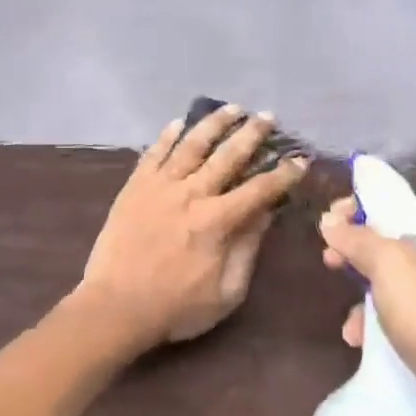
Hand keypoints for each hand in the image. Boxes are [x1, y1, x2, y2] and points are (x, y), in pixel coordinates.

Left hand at [80, 105, 309, 349]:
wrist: (115, 306)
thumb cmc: (175, 307)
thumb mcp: (226, 291)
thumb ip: (248, 248)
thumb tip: (266, 213)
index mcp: (217, 221)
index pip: (259, 189)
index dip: (283, 173)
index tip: (300, 160)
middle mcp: (191, 193)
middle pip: (228, 155)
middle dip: (252, 134)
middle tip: (268, 117)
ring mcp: (160, 186)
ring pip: (192, 144)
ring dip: (214, 123)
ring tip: (231, 108)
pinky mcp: (134, 186)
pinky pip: (153, 153)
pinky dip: (167, 136)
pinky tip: (178, 122)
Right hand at [319, 195, 415, 411]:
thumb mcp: (388, 266)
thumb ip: (358, 238)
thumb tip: (330, 221)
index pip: (397, 206)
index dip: (360, 208)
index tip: (330, 222)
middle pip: (393, 246)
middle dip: (357, 254)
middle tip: (329, 262)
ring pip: (394, 286)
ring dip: (363, 298)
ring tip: (349, 323)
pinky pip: (403, 319)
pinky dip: (379, 326)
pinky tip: (363, 343)